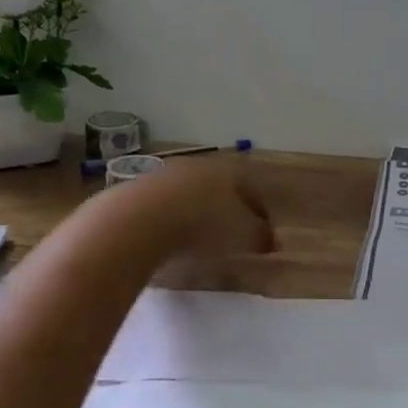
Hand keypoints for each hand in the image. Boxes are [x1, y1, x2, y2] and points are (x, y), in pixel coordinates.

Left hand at [127, 157, 276, 258]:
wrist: (140, 219)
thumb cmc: (204, 224)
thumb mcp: (244, 236)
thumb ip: (261, 238)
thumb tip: (271, 241)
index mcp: (228, 170)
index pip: (251, 189)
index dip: (260, 213)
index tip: (263, 234)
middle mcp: (198, 165)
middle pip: (219, 188)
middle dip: (227, 209)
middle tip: (231, 234)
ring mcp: (164, 175)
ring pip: (188, 194)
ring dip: (195, 213)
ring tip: (199, 239)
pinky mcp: (136, 191)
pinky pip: (162, 206)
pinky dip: (169, 220)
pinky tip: (169, 240)